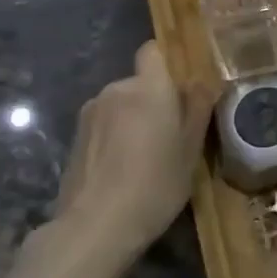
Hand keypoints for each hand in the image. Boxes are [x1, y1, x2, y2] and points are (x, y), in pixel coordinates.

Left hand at [29, 42, 216, 272]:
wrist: (95, 227)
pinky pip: (104, 124)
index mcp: (149, 88)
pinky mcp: (74, 137)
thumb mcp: (191, 151)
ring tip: (144, 157)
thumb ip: (197, 109)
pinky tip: (121, 169)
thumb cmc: (155, 184)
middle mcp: (116, 89)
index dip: (167, 62)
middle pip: (140, 82)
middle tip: (171, 134)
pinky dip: (114, 137)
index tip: (182, 87)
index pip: (153, 50)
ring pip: (121, 104)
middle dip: (154, 99)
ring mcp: (90, 113)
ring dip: (133, 119)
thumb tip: (203, 82)